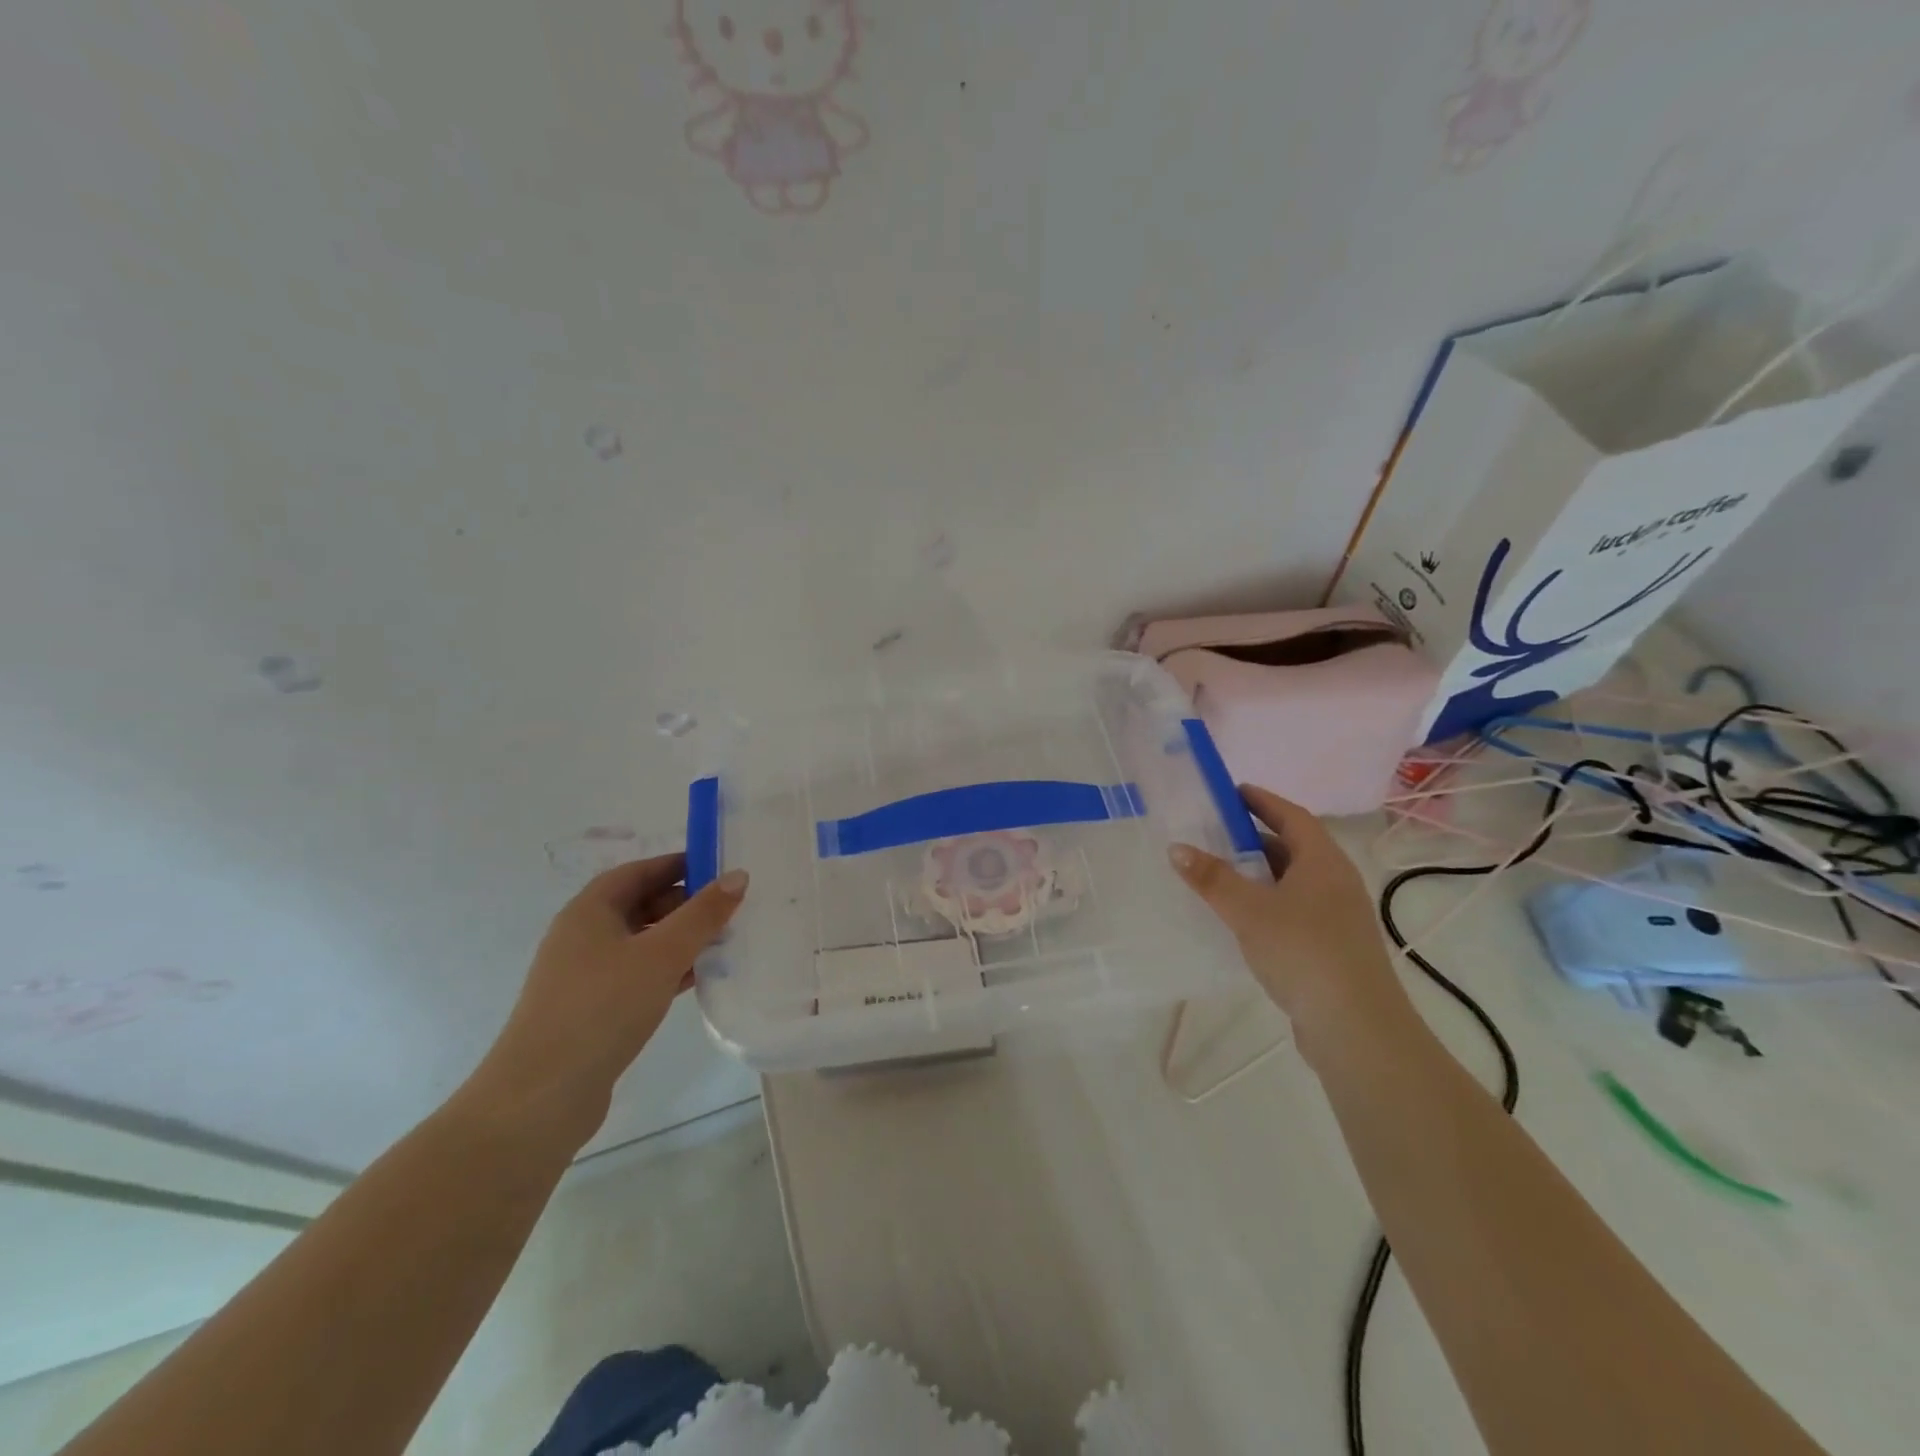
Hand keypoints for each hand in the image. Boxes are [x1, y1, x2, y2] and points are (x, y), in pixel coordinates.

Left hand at [464, 855, 748, 1147]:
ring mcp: (585, 975)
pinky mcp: (592, 1009)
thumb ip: (702, 914)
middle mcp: (583, 936)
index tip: (721, 868)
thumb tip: (737, 875)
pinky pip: (638, 974)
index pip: (639, 871)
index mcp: (590, 911)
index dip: (679, 864)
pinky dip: (668, 970)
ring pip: (642, 942)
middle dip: (685, 903)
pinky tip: (699, 979)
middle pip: (640, 904)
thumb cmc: (602, 1008)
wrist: (541, 1097)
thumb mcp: (661, 954)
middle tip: (732, 908)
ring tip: (725, 941)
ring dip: (681, 939)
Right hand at [1169, 786, 1411, 1058]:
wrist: (1356, 1027)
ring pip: (1294, 881)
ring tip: (1221, 874)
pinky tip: (1243, 919)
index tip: (1232, 792)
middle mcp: (1336, 882)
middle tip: (1215, 834)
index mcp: (1323, 861)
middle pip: (1294, 847)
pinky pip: (1295, 909)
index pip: (1292, 816)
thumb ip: (1212, 878)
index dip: (1263, 801)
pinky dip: (1268, 903)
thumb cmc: (1303, 952)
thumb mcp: (1249, 910)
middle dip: (1255, 837)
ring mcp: (1338, 916)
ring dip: (1260, 873)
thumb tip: (1177, 847)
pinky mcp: (1333, 946)